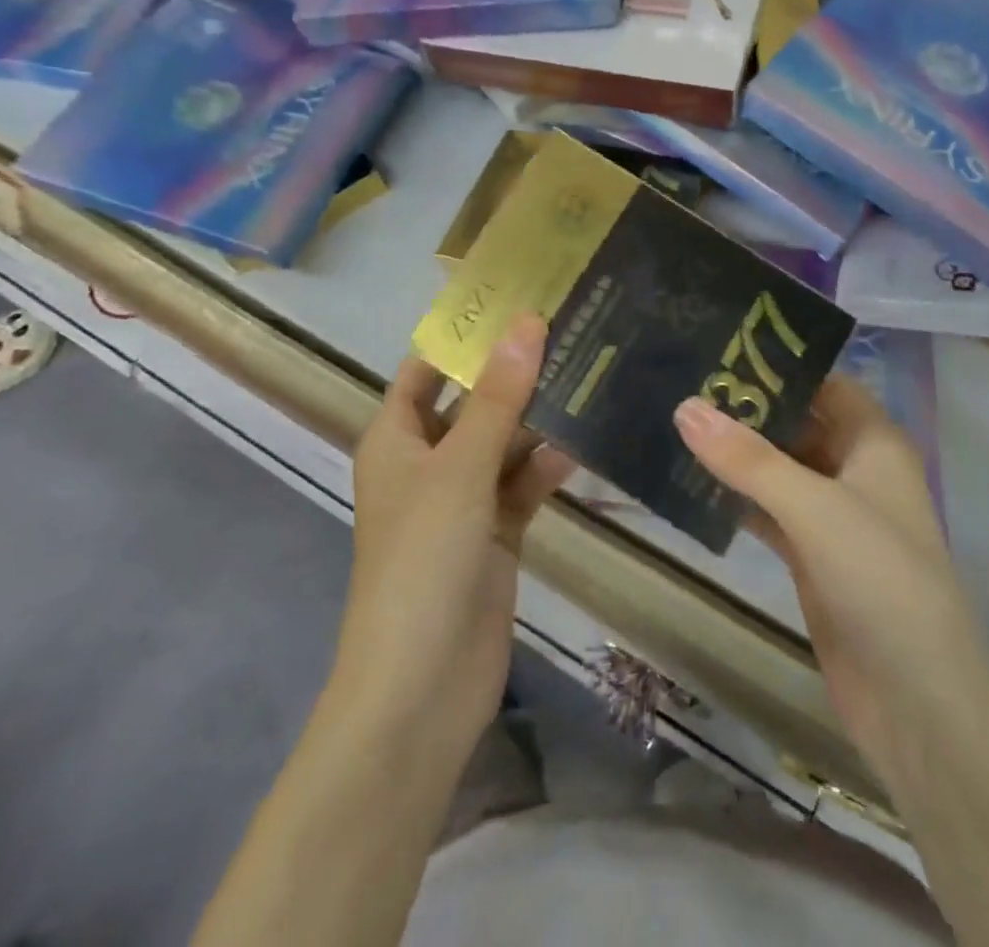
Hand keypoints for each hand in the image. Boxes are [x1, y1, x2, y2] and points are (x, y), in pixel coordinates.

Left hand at [333, 314, 573, 765]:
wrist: (420, 690)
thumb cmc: (422, 562)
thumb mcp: (460, 469)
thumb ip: (498, 398)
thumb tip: (527, 322)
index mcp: (396, 438)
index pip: (428, 368)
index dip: (466, 335)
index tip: (519, 299)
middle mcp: (427, 462)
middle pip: (474, 402)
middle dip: (516, 372)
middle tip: (574, 330)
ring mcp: (462, 500)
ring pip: (505, 443)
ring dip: (540, 419)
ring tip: (592, 375)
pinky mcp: (495, 534)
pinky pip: (523, 485)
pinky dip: (548, 467)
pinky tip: (585, 445)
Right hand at [674, 378, 988, 804]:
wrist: (917, 703)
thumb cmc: (881, 581)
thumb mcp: (814, 508)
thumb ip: (748, 459)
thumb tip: (684, 405)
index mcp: (874, 442)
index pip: (824, 381)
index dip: (779, 362)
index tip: (719, 343)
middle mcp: (855, 468)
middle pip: (797, 420)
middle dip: (747, 404)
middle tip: (681, 378)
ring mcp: (832, 513)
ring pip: (777, 466)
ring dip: (735, 450)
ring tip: (673, 418)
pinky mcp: (810, 554)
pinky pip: (767, 508)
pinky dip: (734, 495)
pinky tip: (689, 480)